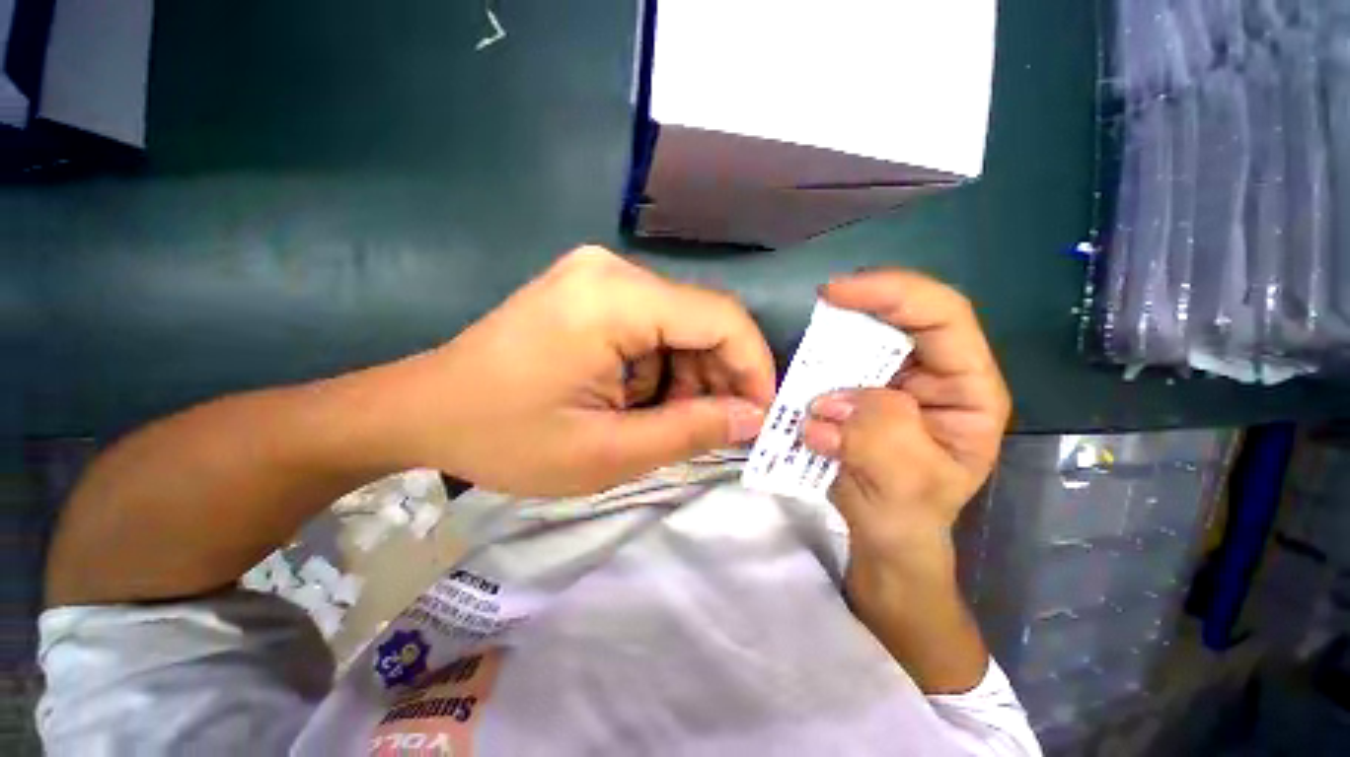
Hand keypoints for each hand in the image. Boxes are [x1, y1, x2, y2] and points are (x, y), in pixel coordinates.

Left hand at [396, 247, 776, 495]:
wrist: (420, 409)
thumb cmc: (505, 437)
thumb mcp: (605, 452)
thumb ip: (689, 432)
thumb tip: (752, 418)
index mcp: (615, 299)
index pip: (722, 319)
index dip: (753, 367)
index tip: (758, 415)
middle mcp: (613, 270)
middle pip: (702, 319)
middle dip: (718, 377)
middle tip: (714, 428)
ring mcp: (598, 275)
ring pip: (679, 324)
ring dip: (687, 375)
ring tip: (667, 420)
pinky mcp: (589, 289)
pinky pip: (651, 325)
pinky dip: (660, 366)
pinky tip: (638, 399)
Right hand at [800, 270, 1009, 580]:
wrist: (881, 534)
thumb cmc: (907, 515)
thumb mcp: (908, 485)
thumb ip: (882, 436)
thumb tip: (832, 402)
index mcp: (968, 390)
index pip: (944, 318)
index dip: (894, 293)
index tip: (836, 292)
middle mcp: (937, 375)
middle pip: (905, 316)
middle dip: (863, 305)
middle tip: (821, 302)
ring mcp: (896, 380)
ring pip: (867, 337)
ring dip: (834, 339)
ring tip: (810, 355)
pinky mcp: (862, 390)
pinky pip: (840, 361)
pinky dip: (818, 363)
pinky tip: (805, 380)